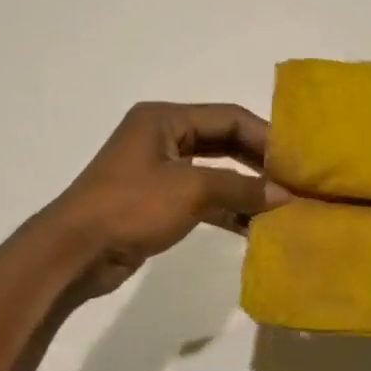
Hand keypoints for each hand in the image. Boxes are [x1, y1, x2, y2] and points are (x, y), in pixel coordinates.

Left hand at [47, 102, 271, 297]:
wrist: (74, 253)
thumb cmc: (130, 207)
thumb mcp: (190, 191)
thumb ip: (241, 188)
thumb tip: (285, 195)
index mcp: (165, 119)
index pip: (228, 117)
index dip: (265, 136)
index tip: (296, 160)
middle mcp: (163, 137)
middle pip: (223, 142)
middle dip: (258, 163)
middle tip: (293, 182)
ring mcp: (159, 171)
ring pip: (215, 173)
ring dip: (245, 189)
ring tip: (280, 207)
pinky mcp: (158, 202)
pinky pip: (203, 198)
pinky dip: (227, 209)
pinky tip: (254, 227)